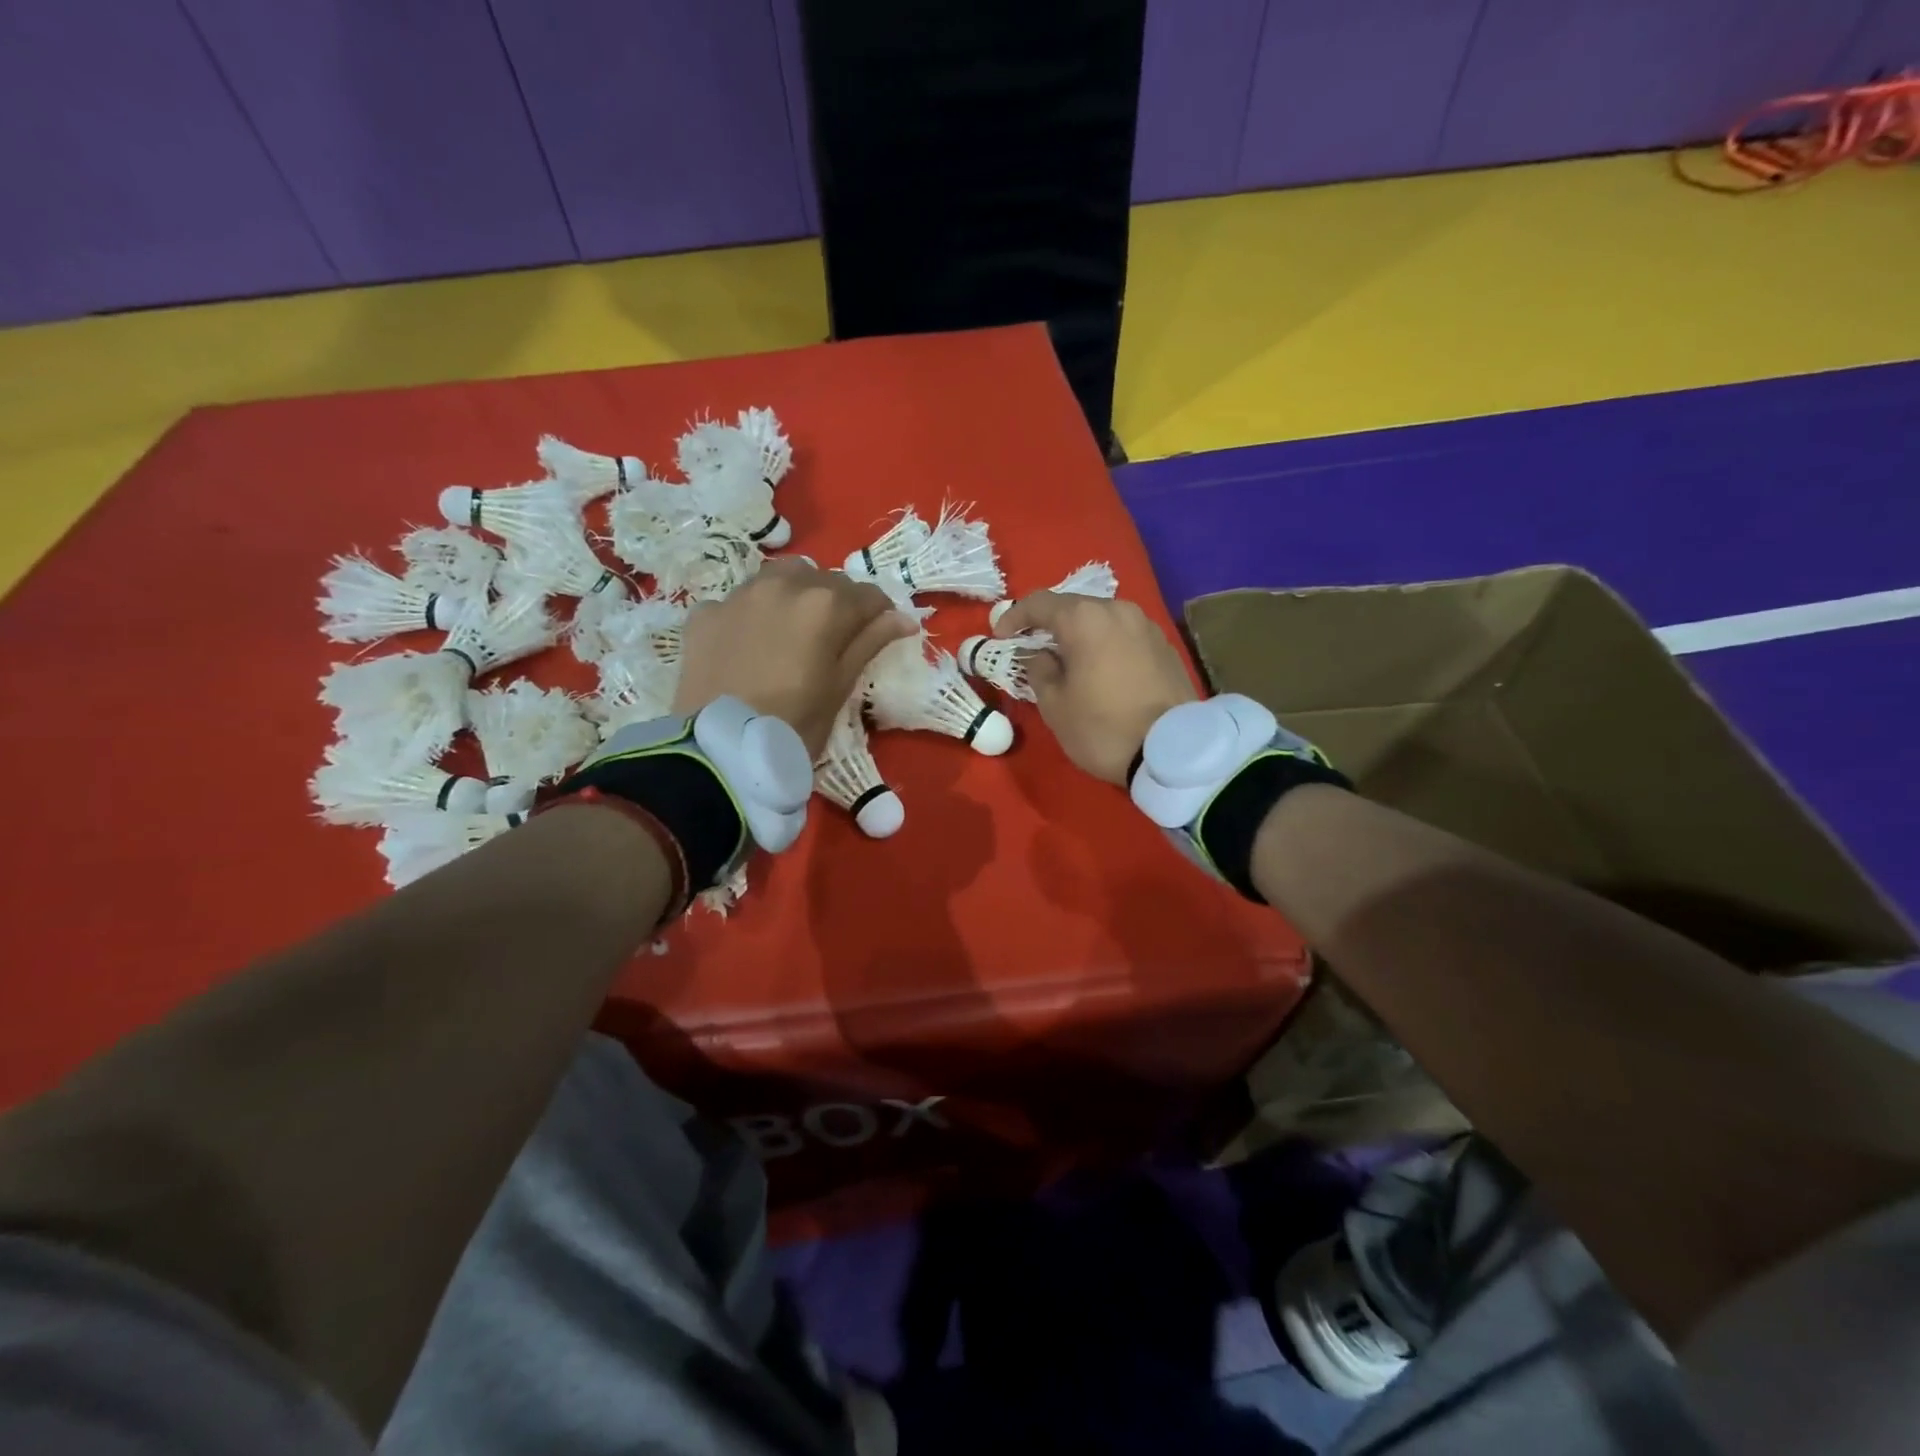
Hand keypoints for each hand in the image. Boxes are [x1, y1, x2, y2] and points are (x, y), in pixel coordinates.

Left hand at [673, 560, 916, 757]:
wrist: (721, 750)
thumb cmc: (794, 725)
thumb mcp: (840, 687)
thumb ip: (870, 643)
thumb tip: (904, 619)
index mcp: (825, 605)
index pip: (868, 595)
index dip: (878, 615)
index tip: (877, 634)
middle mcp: (783, 585)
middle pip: (824, 581)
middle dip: (836, 603)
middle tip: (832, 640)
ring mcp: (739, 596)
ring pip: (779, 578)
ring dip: (793, 595)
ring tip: (790, 632)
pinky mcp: (705, 613)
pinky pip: (737, 601)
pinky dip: (749, 615)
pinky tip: (747, 645)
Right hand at [994, 593, 1197, 784]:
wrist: (1174, 751)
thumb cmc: (1102, 727)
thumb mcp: (1054, 705)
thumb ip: (1038, 670)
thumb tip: (1039, 655)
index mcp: (1084, 619)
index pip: (1039, 603)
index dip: (1014, 617)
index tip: (1001, 637)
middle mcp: (1117, 610)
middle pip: (1074, 607)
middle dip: (1049, 625)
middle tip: (1033, 649)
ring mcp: (1146, 626)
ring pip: (1102, 620)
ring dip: (1080, 635)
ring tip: (1068, 661)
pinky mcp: (1165, 646)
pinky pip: (1124, 636)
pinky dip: (1105, 645)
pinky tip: (1100, 671)